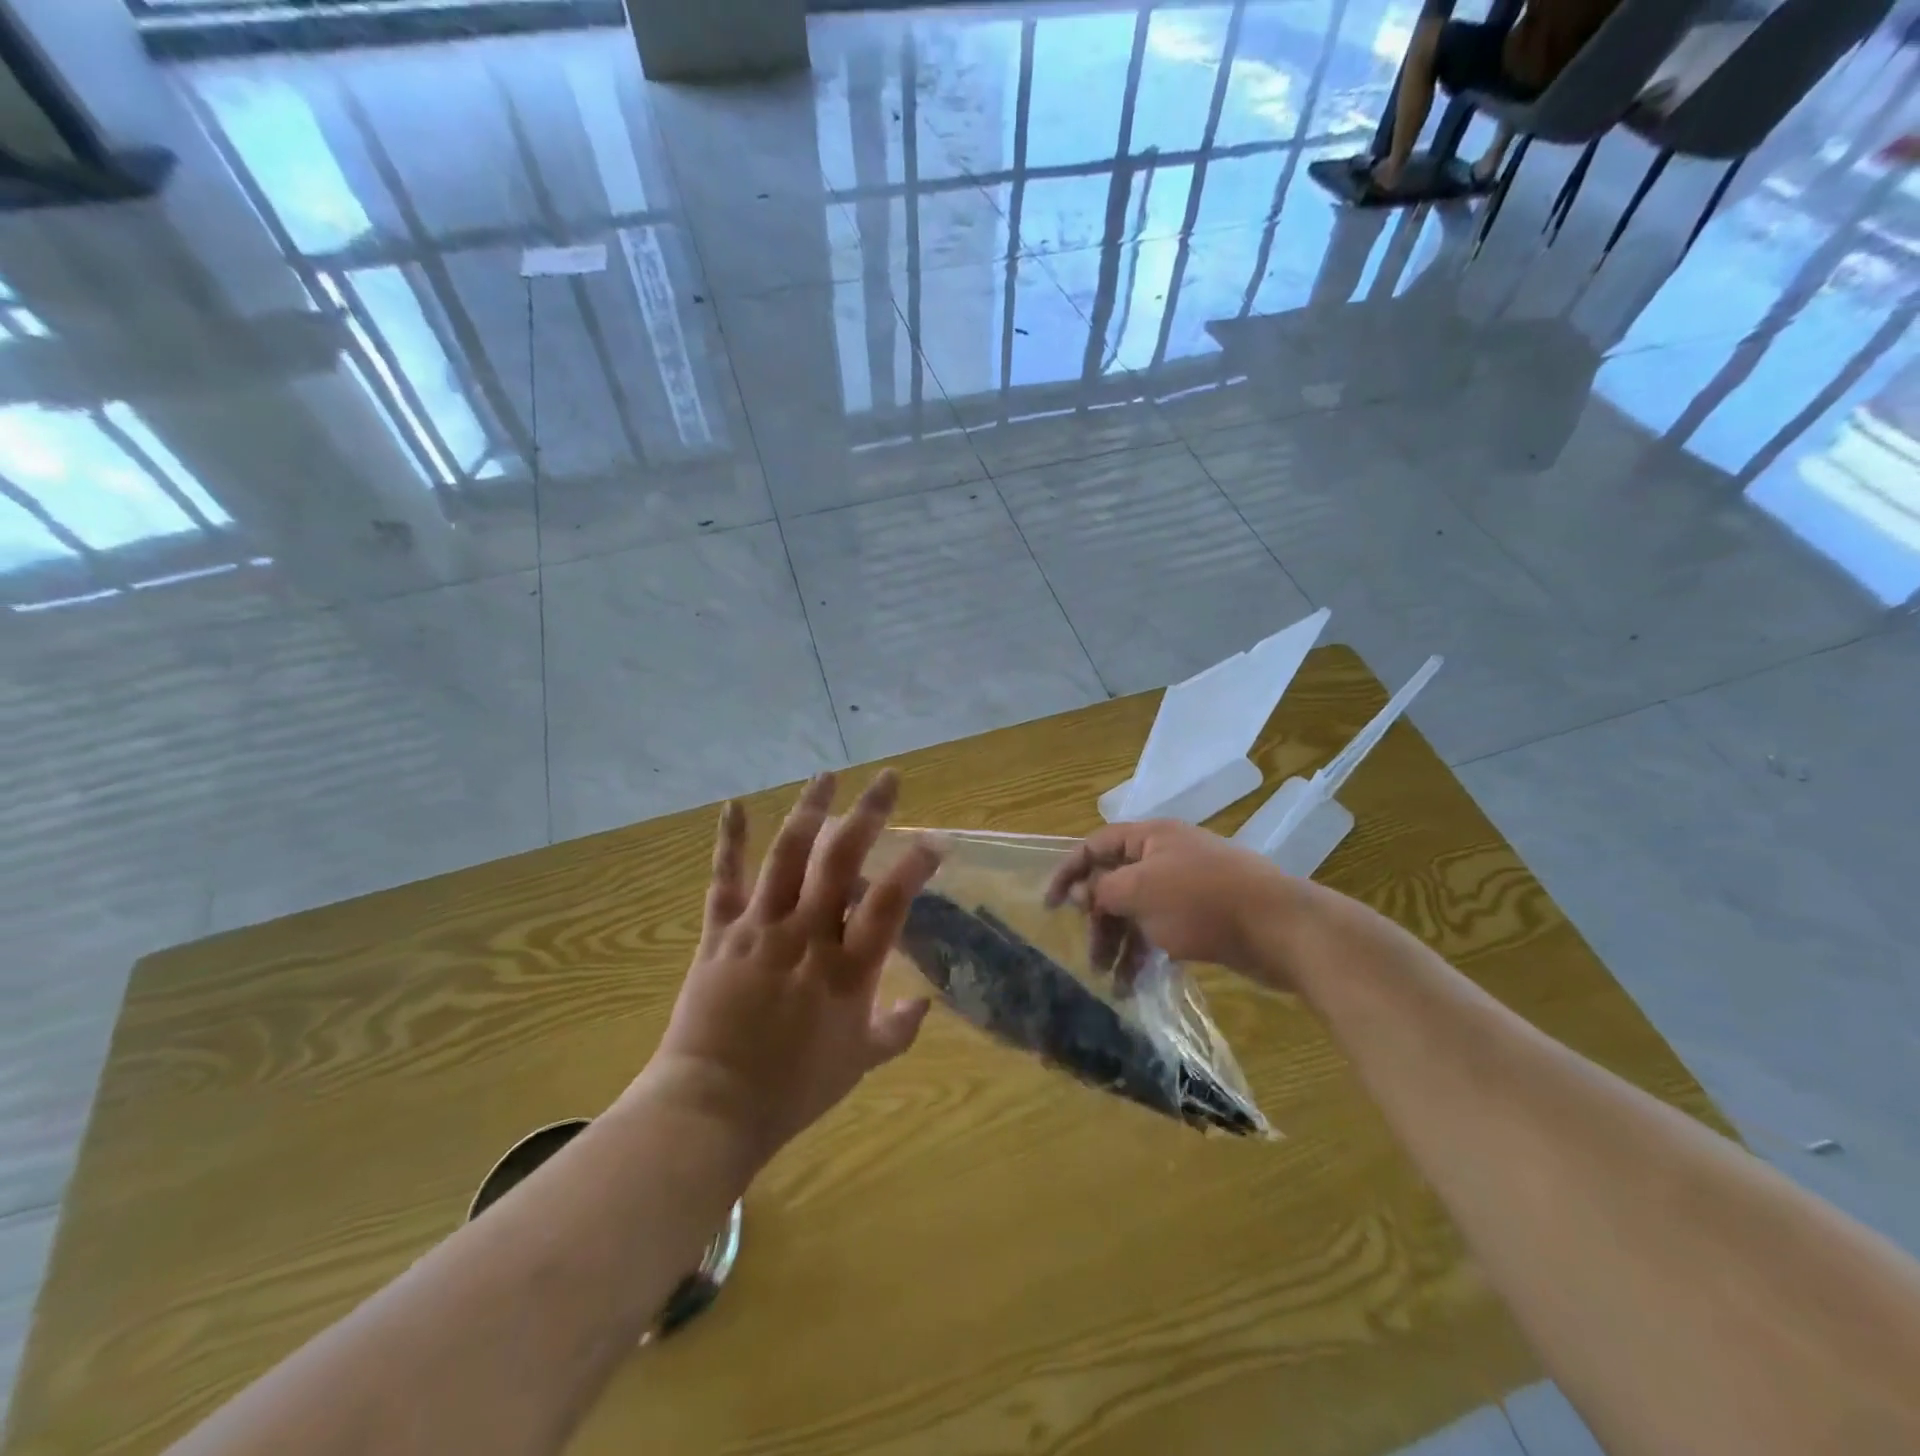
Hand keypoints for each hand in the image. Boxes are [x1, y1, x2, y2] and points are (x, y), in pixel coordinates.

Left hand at [642, 769, 940, 1163]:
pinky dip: (731, 841)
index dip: (915, 866)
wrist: (711, 1106)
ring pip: (787, 856)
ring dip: (809, 811)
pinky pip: (725, 880)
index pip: (889, 902)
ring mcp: (760, 928)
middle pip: (841, 861)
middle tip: (888, 778)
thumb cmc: (793, 1089)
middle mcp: (806, 935)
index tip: (936, 839)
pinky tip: (735, 804)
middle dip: (868, 813)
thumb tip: (925, 1003)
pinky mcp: (721, 933)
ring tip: (827, 776)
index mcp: (847, 969)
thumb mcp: (860, 1063)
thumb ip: (898, 1029)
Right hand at [1045, 820, 1303, 988]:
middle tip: (1090, 956)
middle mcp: (1166, 857)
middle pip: (1116, 882)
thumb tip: (1076, 890)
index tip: (1049, 905)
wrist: (1280, 928)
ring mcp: (1187, 887)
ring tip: (1112, 981)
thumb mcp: (1140, 891)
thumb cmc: (1202, 900)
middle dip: (1099, 919)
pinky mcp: (1205, 917)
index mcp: (1150, 838)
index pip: (1096, 845)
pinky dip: (1146, 952)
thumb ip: (1102, 889)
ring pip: (1139, 911)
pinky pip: (1162, 930)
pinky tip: (1136, 983)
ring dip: (1121, 943)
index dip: (1069, 871)